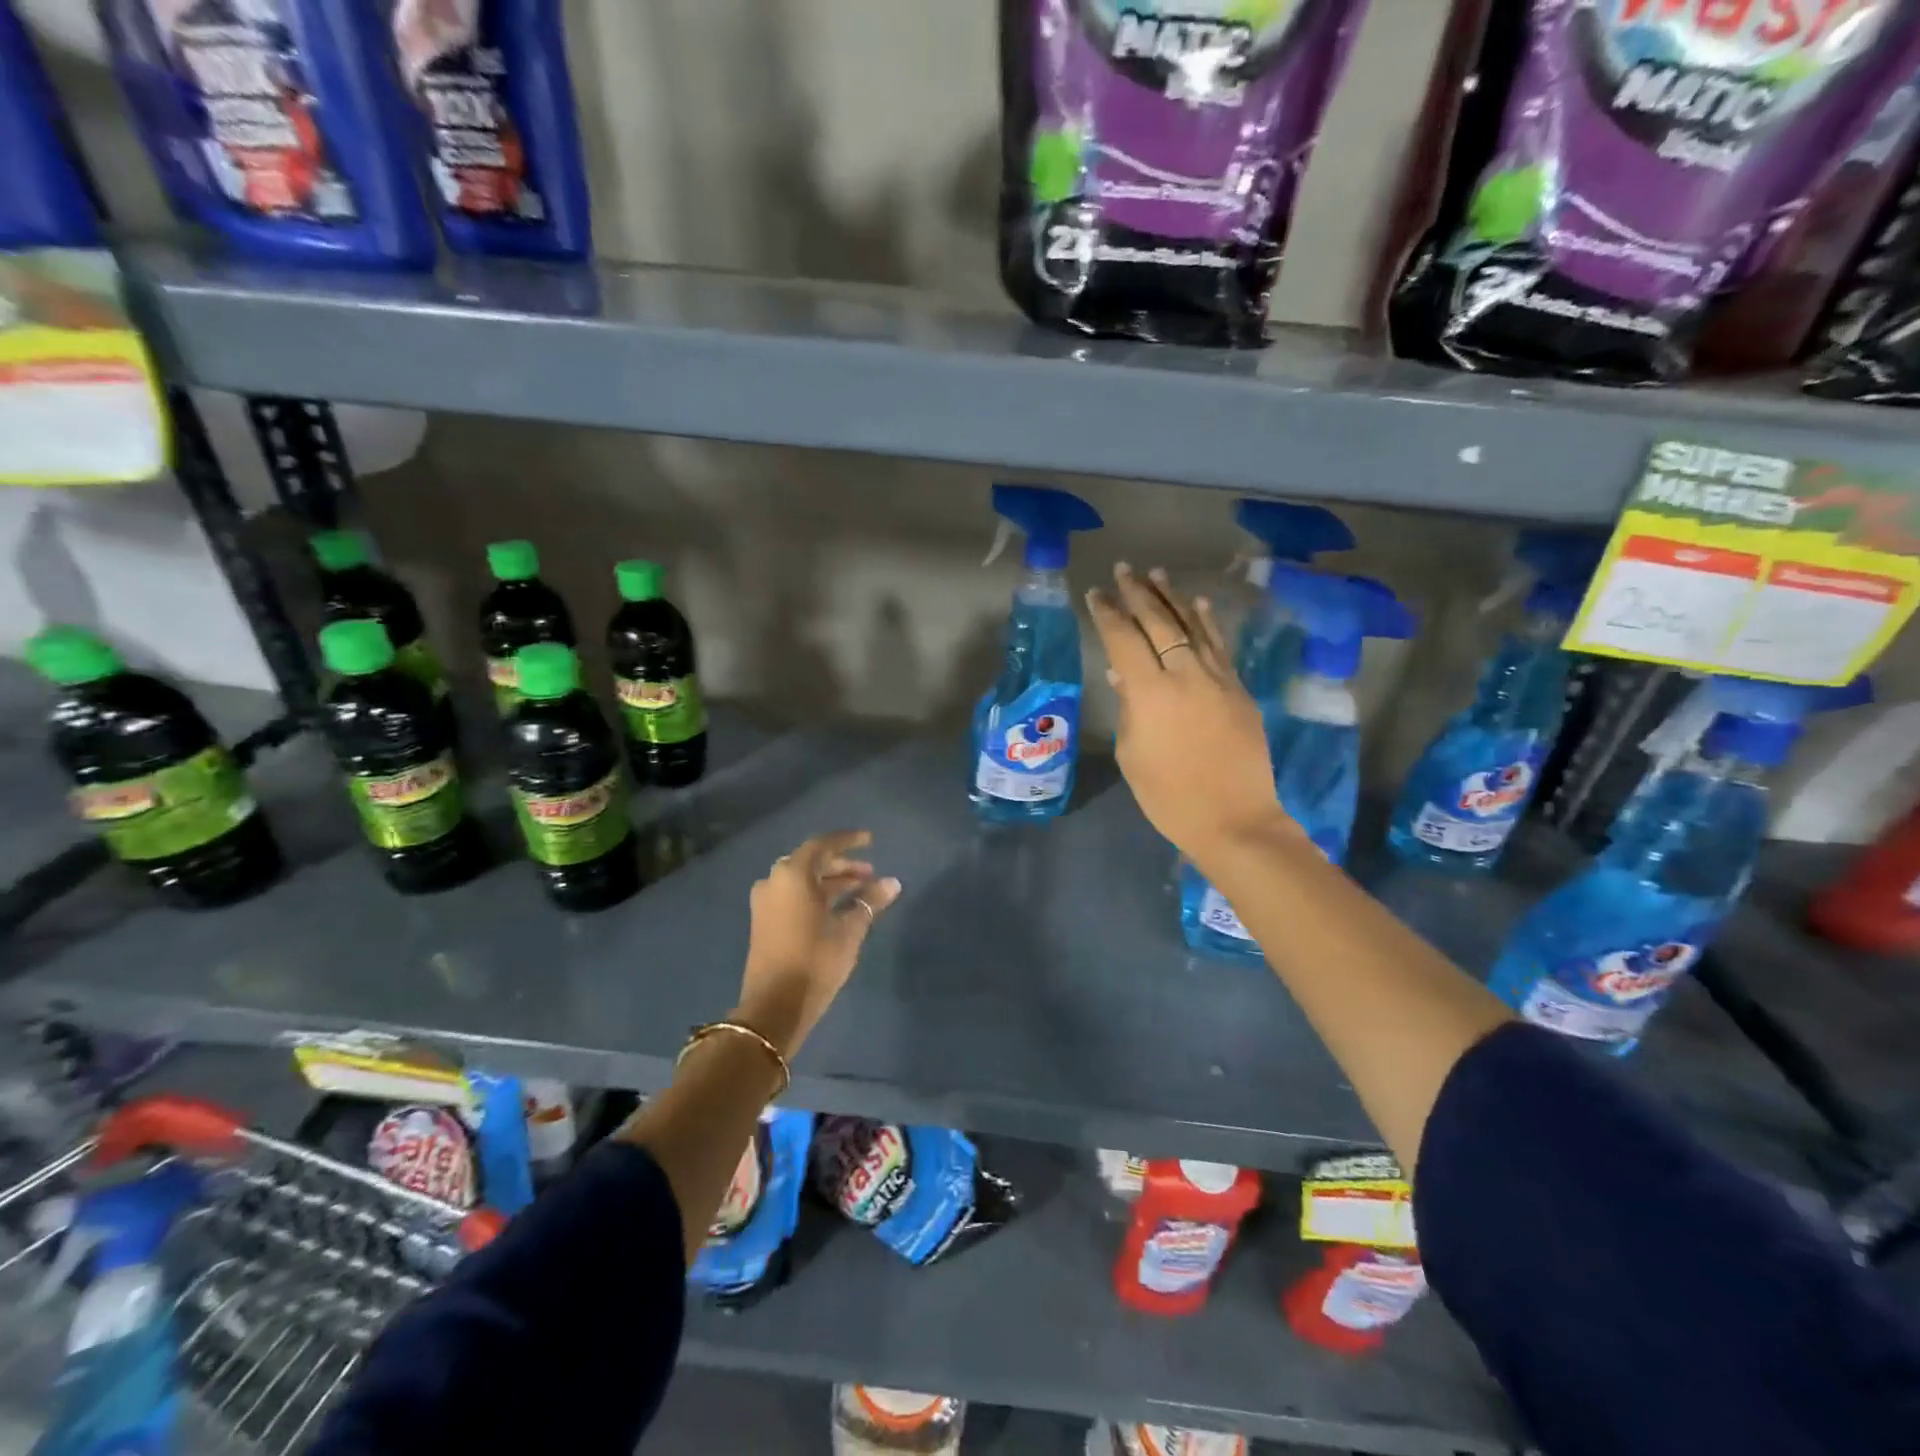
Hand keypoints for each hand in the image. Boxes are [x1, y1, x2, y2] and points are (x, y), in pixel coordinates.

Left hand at [735, 830, 900, 1058]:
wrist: (774, 1006)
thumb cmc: (815, 962)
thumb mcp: (849, 930)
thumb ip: (870, 901)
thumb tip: (892, 882)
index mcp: (793, 875)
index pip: (823, 845)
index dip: (848, 840)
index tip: (870, 840)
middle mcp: (775, 881)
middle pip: (812, 861)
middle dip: (842, 864)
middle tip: (869, 872)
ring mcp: (766, 902)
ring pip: (802, 879)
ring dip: (830, 880)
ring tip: (860, 888)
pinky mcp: (764, 920)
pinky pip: (793, 894)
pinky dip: (816, 894)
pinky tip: (838, 906)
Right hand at [1086, 564, 1298, 868]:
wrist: (1235, 820)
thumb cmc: (1169, 797)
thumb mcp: (1133, 755)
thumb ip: (1129, 709)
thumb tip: (1124, 676)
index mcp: (1150, 693)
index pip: (1124, 640)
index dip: (1107, 614)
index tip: (1095, 594)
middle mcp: (1185, 675)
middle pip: (1159, 623)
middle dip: (1138, 593)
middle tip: (1124, 569)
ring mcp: (1218, 679)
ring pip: (1193, 626)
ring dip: (1172, 597)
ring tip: (1157, 573)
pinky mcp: (1240, 690)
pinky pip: (1220, 646)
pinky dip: (1207, 622)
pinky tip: (1198, 603)